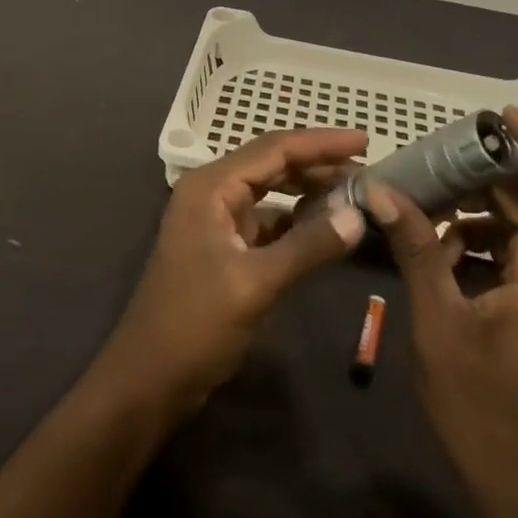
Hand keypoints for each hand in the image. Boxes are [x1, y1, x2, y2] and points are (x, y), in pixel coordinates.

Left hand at [95, 129, 369, 413]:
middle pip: (272, 164)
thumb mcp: (255, 284)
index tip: (366, 139)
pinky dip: (297, 220)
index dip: (321, 142)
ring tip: (355, 193)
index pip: (274, 149)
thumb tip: (358, 214)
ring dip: (310, 191)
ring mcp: (217, 220)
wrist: (149, 378)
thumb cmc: (194, 325)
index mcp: (211, 187)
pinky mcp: (225, 247)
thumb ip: (308, 247)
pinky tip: (327, 226)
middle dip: (319, 164)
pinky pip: (268, 221)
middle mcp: (212, 193)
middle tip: (368, 170)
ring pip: (272, 192)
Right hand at [367, 106, 517, 517]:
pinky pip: (510, 252)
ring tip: (422, 198)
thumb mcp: (441, 322)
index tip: (502, 119)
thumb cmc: (487, 408)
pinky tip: (432, 245)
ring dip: (476, 206)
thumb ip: (416, 249)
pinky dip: (475, 239)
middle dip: (490, 172)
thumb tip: (382, 190)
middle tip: (434, 157)